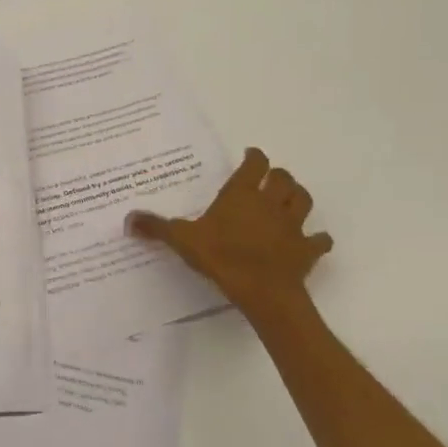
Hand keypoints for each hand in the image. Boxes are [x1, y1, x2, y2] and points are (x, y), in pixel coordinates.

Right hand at [126, 148, 332, 315]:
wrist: (263, 291)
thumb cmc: (222, 257)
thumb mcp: (182, 240)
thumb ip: (157, 227)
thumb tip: (128, 218)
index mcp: (242, 195)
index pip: (255, 165)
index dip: (255, 157)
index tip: (250, 155)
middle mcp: (270, 203)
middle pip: (283, 178)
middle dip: (277, 175)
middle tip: (268, 178)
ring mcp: (293, 226)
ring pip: (303, 200)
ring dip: (298, 196)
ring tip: (289, 199)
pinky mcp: (307, 250)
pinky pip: (319, 240)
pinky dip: (318, 239)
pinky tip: (313, 240)